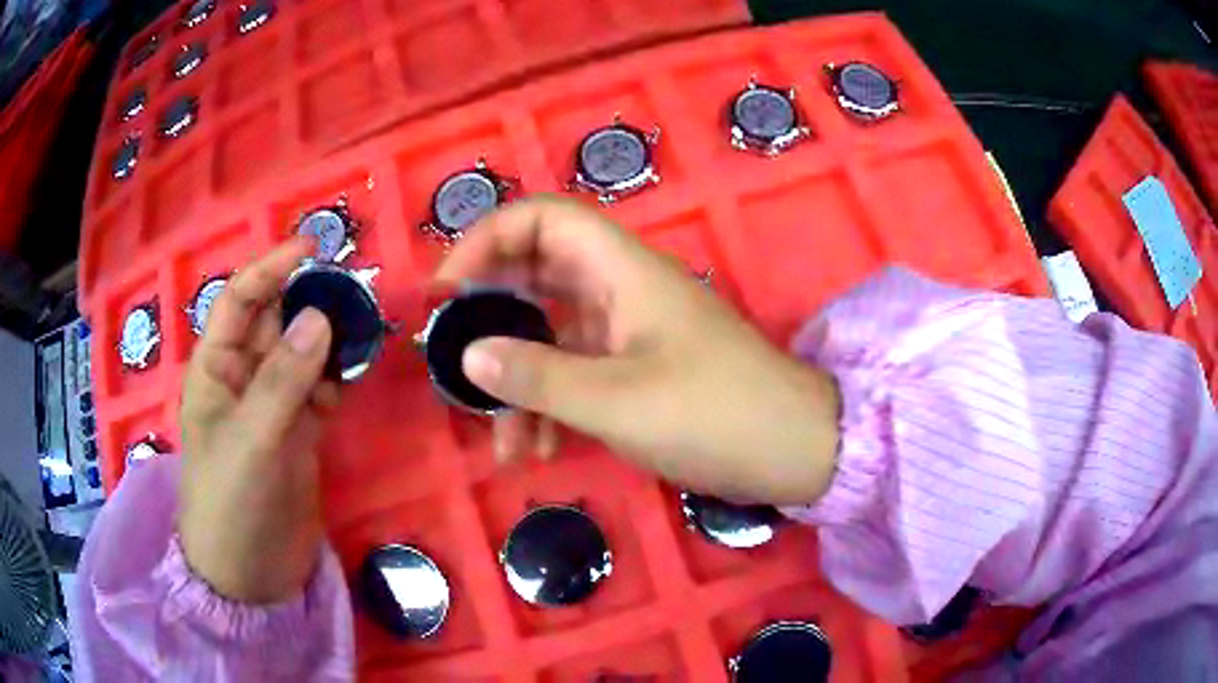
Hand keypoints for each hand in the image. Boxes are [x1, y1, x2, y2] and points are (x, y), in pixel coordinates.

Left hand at [179, 238, 339, 602]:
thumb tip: (319, 315)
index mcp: (216, 369)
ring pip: (304, 353)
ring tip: (367, 320)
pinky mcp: (301, 432)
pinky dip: (342, 373)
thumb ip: (283, 381)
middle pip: (277, 321)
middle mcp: (244, 377)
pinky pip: (323, 388)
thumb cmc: (230, 505)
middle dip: (310, 298)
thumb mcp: (251, 441)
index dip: (271, 269)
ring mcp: (274, 405)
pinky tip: (363, 362)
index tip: (313, 247)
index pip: (241, 301)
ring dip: (332, 334)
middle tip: (356, 286)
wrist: (250, 575)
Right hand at [436, 195, 840, 505]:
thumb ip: (538, 377)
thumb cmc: (715, 415)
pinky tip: (538, 451)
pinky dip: (550, 404)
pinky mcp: (637, 369)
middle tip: (454, 362)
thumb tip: (469, 354)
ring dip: (520, 383)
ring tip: (503, 444)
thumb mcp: (617, 402)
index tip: (447, 292)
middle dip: (491, 319)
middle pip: (536, 277)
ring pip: (551, 336)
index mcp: (622, 271)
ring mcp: (629, 331)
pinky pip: (576, 371)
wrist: (793, 450)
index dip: (487, 241)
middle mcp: (621, 289)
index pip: (542, 219)